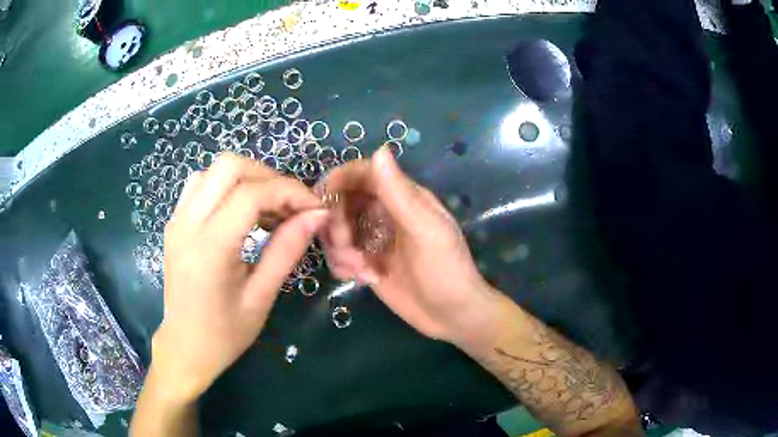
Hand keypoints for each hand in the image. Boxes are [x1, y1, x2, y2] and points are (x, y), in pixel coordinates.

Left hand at [152, 153, 327, 402]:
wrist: (185, 347)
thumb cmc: (225, 334)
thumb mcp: (261, 297)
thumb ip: (287, 250)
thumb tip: (316, 215)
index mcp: (210, 248)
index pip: (251, 194)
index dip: (289, 192)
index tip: (314, 208)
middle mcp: (187, 224)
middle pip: (229, 166)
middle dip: (267, 176)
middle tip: (289, 205)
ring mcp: (177, 220)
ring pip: (213, 170)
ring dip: (246, 179)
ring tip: (267, 209)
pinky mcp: (175, 223)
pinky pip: (201, 185)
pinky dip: (227, 187)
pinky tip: (240, 213)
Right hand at [319, 147, 496, 343]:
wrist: (451, 315)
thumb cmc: (446, 270)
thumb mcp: (425, 230)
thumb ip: (399, 193)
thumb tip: (379, 149)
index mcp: (402, 196)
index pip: (361, 173)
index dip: (338, 181)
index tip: (321, 203)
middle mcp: (384, 212)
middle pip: (341, 201)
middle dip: (336, 225)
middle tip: (348, 249)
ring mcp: (373, 237)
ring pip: (336, 230)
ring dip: (340, 250)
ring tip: (363, 271)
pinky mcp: (366, 261)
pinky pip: (339, 254)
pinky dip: (343, 266)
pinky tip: (364, 280)